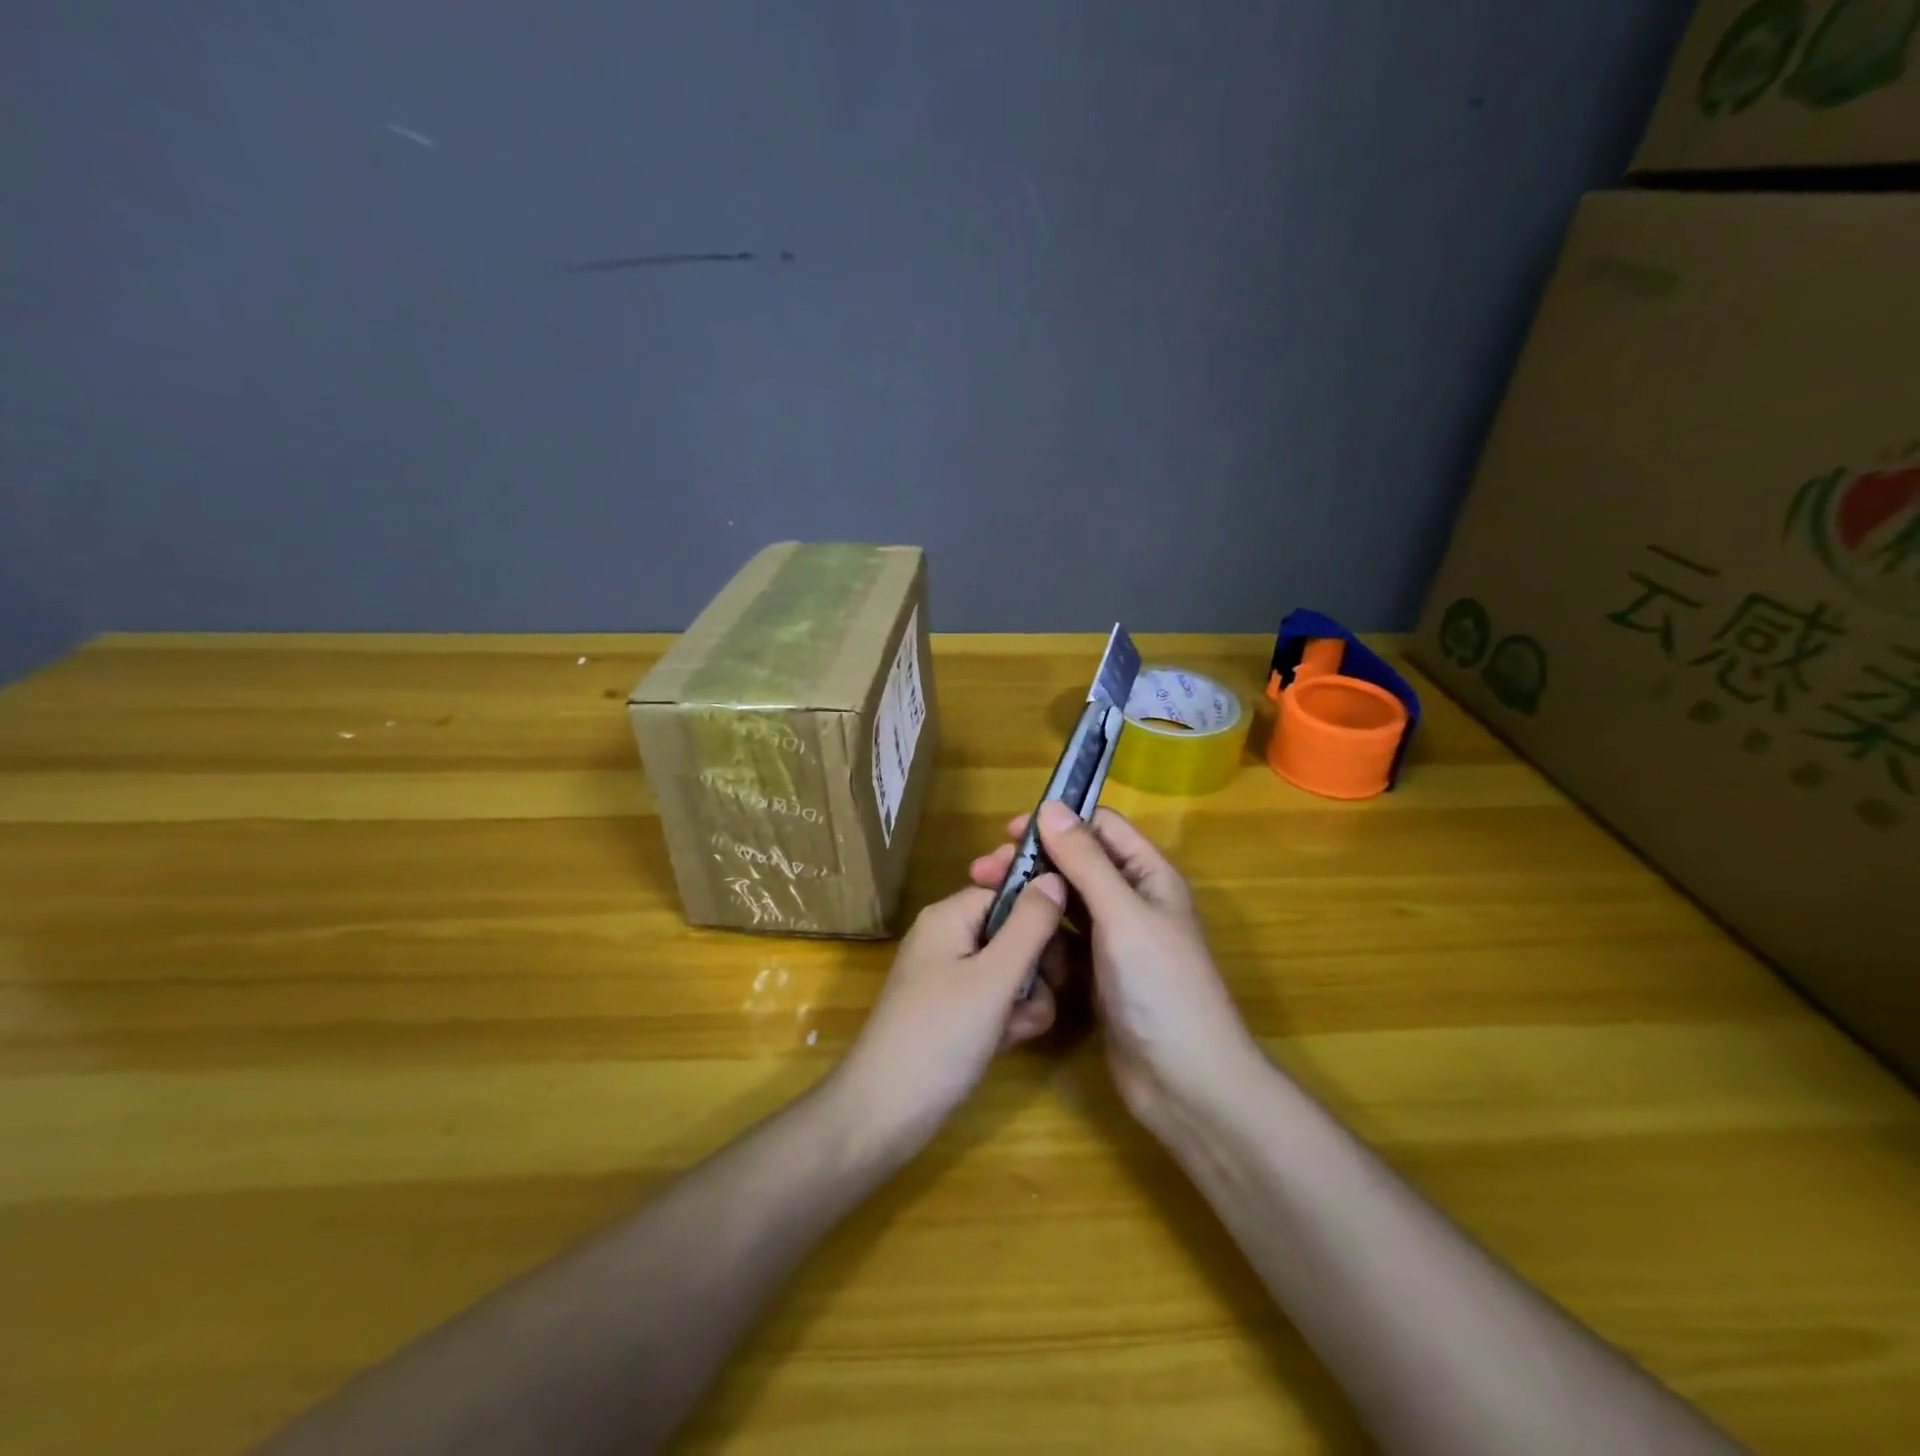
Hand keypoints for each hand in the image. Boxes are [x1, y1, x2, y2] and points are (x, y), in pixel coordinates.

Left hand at [835, 876, 1067, 1155]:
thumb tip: (1055, 875)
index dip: (1040, 914)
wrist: (885, 1112)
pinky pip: (996, 999)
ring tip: (1016, 1027)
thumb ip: (1030, 926)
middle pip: (1013, 931)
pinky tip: (1006, 1042)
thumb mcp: (993, 978)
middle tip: (1043, 992)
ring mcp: (950, 977)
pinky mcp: (955, 1011)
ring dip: (1026, 998)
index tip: (1065, 947)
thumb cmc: (940, 1035)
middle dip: (1036, 965)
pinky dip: (1008, 1018)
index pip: (1008, 891)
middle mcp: (949, 938)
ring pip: (1012, 970)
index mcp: (949, 916)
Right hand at [970, 802, 1261, 1137]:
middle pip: (1076, 865)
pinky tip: (1008, 943)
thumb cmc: (1160, 987)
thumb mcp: (1122, 914)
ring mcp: (1114, 942)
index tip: (1009, 833)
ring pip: (1065, 905)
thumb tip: (1050, 806)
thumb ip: (1086, 860)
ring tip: (984, 904)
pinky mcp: (1097, 976)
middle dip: (1033, 863)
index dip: (1058, 822)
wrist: (1185, 1083)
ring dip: (1030, 901)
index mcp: (1148, 876)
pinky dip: (1038, 938)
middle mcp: (1131, 902)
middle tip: (982, 872)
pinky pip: (1061, 943)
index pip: (1101, 828)